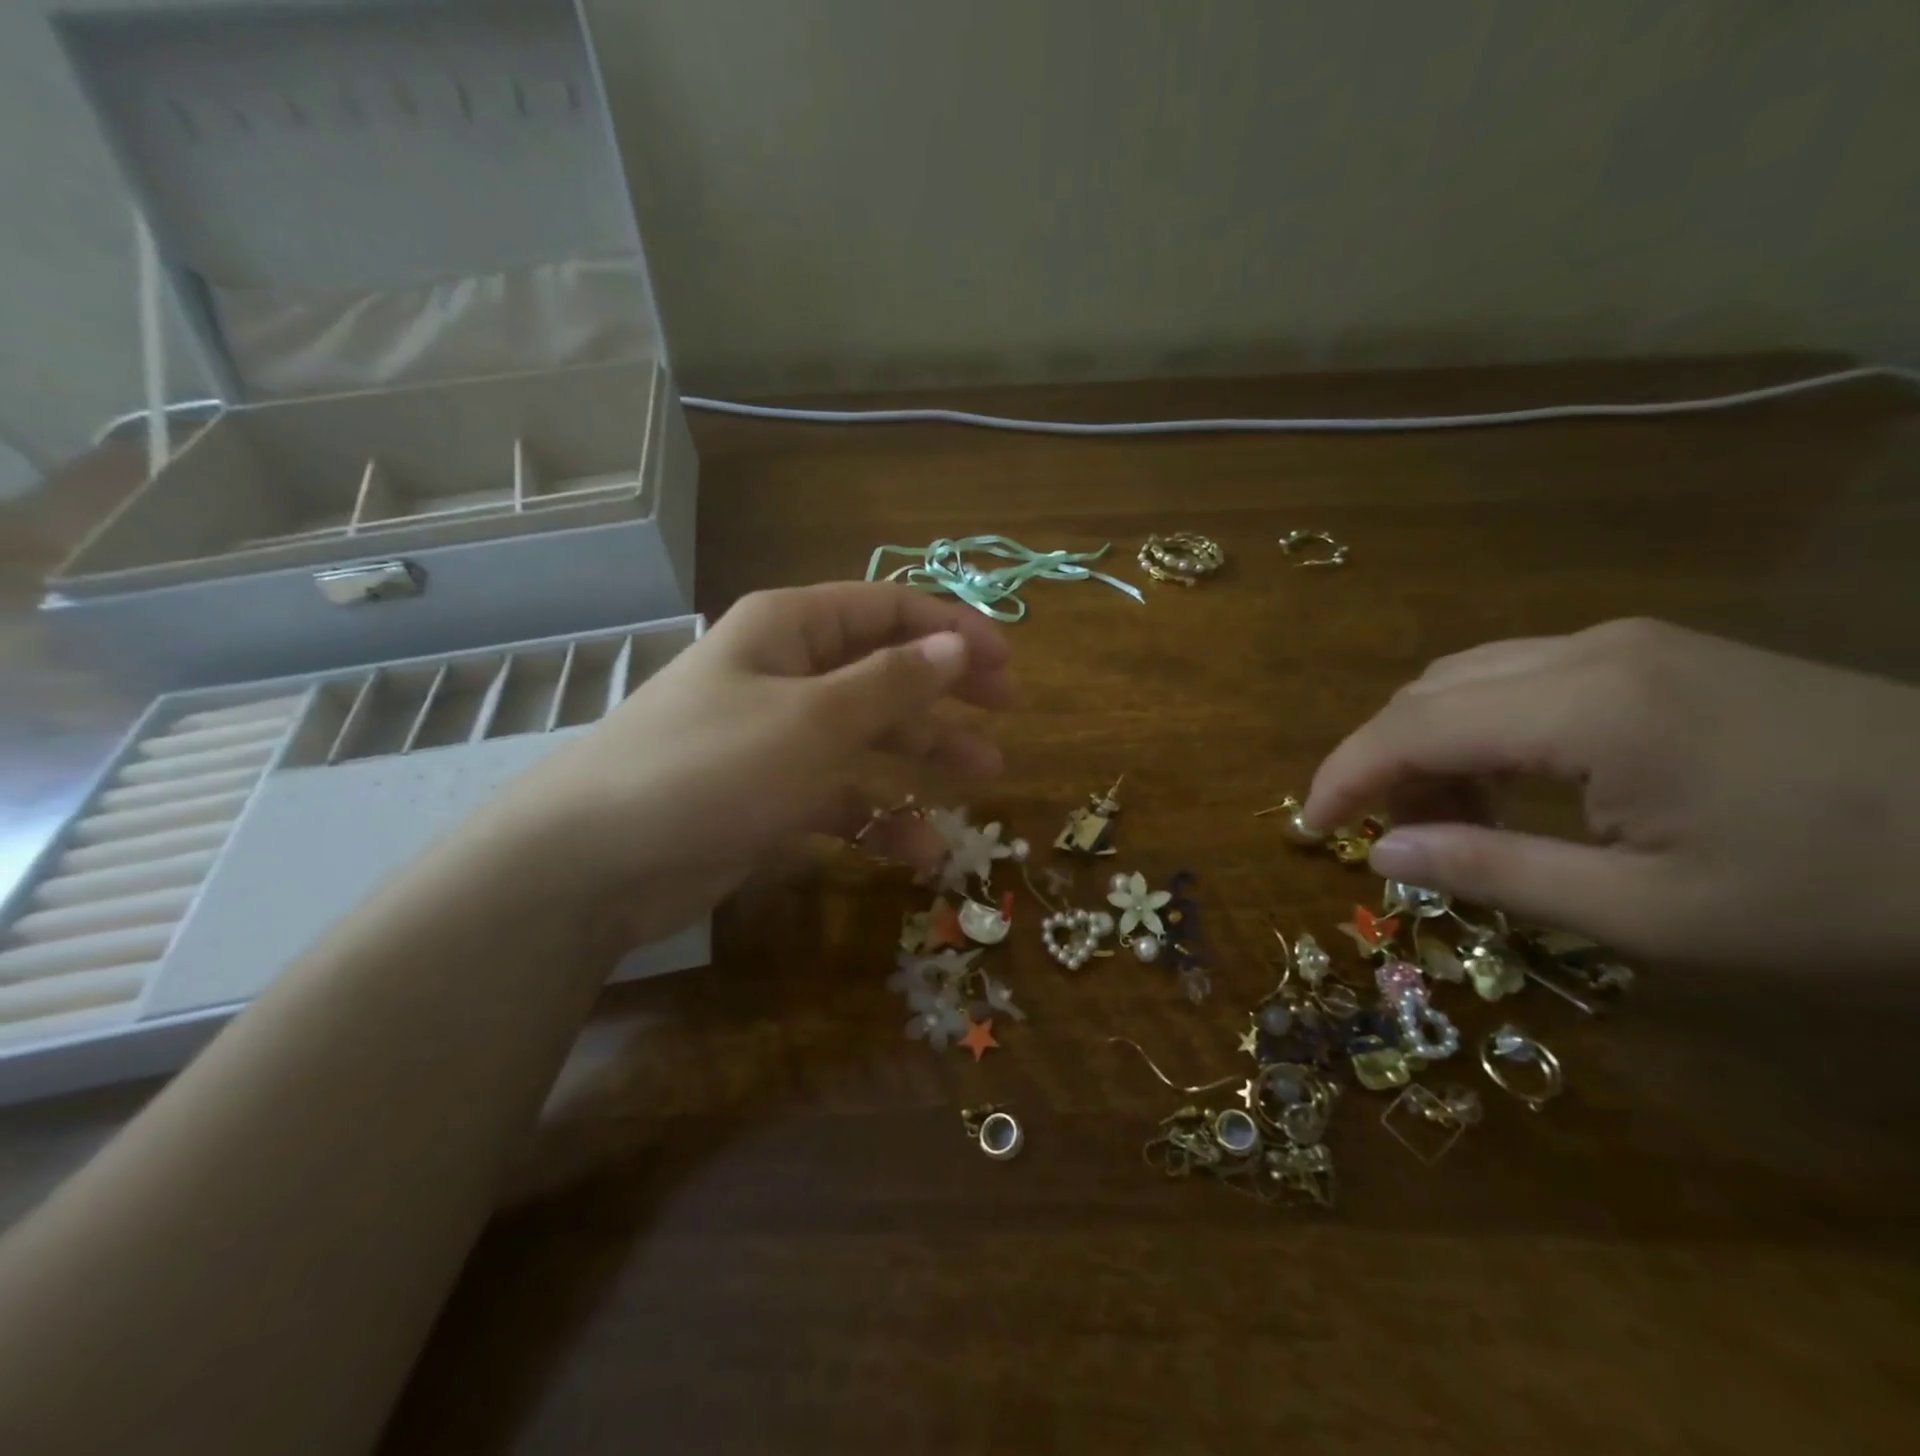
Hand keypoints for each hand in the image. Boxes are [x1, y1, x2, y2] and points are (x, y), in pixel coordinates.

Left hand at [488, 583, 1011, 944]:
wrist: (597, 861)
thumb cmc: (712, 766)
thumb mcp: (814, 719)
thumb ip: (892, 684)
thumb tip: (957, 646)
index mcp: (790, 629)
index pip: (886, 609)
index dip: (952, 629)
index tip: (1007, 664)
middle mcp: (786, 673)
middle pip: (884, 669)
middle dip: (947, 690)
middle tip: (1007, 713)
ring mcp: (778, 737)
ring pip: (869, 735)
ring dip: (925, 754)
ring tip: (985, 778)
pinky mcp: (771, 795)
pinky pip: (841, 795)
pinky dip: (880, 817)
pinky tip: (921, 850)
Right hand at [1303, 619, 1919, 969]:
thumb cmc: (1843, 891)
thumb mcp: (1649, 912)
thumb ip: (1493, 872)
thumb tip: (1380, 853)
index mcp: (1584, 707)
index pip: (1411, 728)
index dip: (1344, 775)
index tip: (1307, 827)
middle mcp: (1587, 650)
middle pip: (1427, 693)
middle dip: (1383, 763)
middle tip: (1388, 838)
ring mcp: (1624, 642)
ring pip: (1466, 678)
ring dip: (1429, 744)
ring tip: (1449, 818)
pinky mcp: (1653, 652)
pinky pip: (1519, 677)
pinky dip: (1479, 728)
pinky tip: (1508, 781)